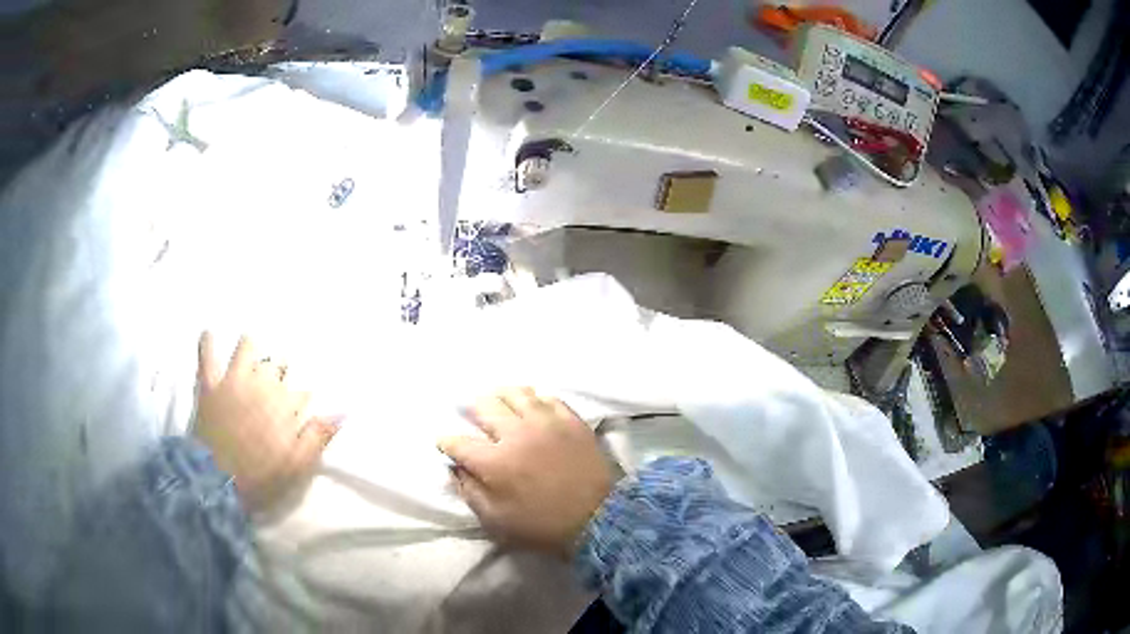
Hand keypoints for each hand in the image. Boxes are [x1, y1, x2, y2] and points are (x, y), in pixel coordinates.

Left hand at [193, 332, 338, 511]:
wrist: (216, 484)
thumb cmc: (260, 478)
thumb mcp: (296, 466)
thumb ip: (318, 436)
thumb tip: (342, 411)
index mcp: (285, 404)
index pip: (302, 390)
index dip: (302, 400)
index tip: (299, 411)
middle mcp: (261, 384)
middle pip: (277, 365)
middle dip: (280, 373)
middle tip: (277, 387)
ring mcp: (234, 380)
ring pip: (247, 348)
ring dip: (252, 350)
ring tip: (251, 356)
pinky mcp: (210, 384)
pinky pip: (207, 355)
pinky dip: (208, 343)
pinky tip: (210, 334)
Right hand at [439, 388, 614, 557]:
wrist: (599, 519)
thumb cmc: (542, 525)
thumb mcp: (496, 521)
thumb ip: (470, 492)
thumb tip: (455, 469)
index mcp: (494, 461)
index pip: (458, 442)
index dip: (447, 442)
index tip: (446, 444)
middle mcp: (516, 433)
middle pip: (485, 406)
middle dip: (472, 411)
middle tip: (473, 417)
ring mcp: (546, 422)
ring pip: (517, 393)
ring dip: (502, 397)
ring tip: (500, 403)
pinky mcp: (571, 420)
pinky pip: (548, 398)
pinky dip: (535, 400)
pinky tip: (533, 406)